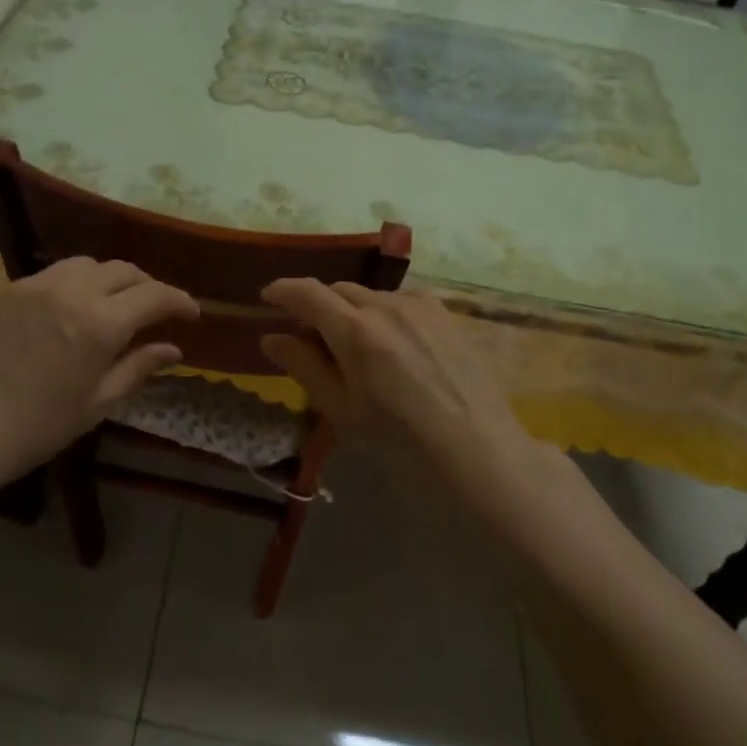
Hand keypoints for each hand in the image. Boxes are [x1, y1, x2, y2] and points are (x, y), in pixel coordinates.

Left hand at [0, 258, 197, 490]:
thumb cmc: (35, 429)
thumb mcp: (96, 404)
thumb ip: (138, 368)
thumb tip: (174, 349)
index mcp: (99, 324)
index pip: (154, 296)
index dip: (179, 301)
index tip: (192, 313)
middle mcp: (70, 292)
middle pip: (123, 271)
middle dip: (147, 287)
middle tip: (156, 311)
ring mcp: (34, 286)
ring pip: (87, 264)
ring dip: (110, 279)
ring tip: (113, 304)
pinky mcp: (6, 290)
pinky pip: (52, 274)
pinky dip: (74, 283)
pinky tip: (70, 309)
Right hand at [259, 280, 537, 505]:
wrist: (479, 455)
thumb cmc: (401, 443)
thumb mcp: (342, 410)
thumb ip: (304, 366)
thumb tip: (271, 337)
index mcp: (356, 331)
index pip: (307, 293)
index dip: (282, 290)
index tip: (267, 297)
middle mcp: (388, 306)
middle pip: (339, 290)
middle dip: (318, 305)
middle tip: (309, 336)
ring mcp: (422, 307)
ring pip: (372, 296)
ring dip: (352, 310)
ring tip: (354, 346)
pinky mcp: (446, 315)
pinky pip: (402, 302)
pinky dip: (384, 314)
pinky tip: (392, 347)